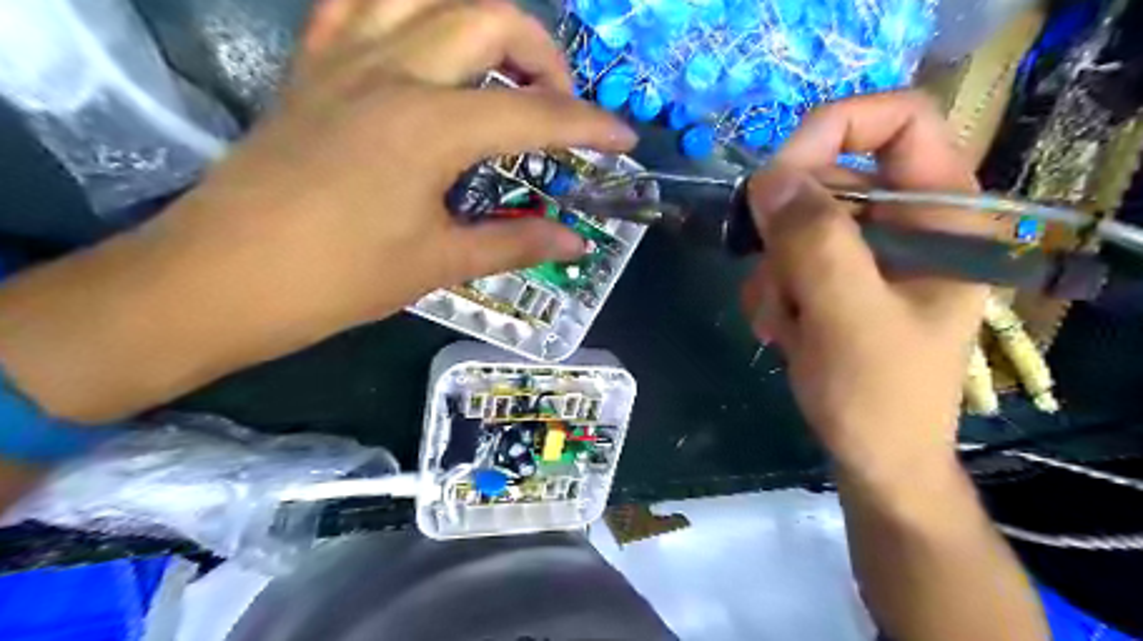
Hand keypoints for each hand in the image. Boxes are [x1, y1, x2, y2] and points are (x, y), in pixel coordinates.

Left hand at [0, 0, 633, 423]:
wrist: (221, 278)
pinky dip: (405, 9)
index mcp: (430, 126)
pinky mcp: (311, 67)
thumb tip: (575, 242)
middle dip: (544, 54)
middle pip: (489, 17)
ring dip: (479, 18)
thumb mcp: (438, 263)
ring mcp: (344, 59)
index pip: (536, 113)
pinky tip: (423, 44)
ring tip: (500, 65)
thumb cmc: (337, 279)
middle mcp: (393, 71)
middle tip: (558, 104)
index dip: (590, 126)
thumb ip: (515, 242)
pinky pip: (360, 4)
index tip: (624, 141)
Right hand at [741, 89, 992, 485]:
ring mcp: (868, 253)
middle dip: (786, 233)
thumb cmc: (879, 397)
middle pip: (829, 178)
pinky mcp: (837, 280)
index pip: (898, 120)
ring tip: (784, 324)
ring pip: (796, 224)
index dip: (833, 130)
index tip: (778, 178)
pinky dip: (771, 291)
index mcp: (942, 215)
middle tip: (776, 283)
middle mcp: (906, 223)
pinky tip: (782, 330)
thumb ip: (814, 242)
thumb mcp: (848, 318)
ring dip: (773, 273)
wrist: (875, 460)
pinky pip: (785, 258)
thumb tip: (769, 176)